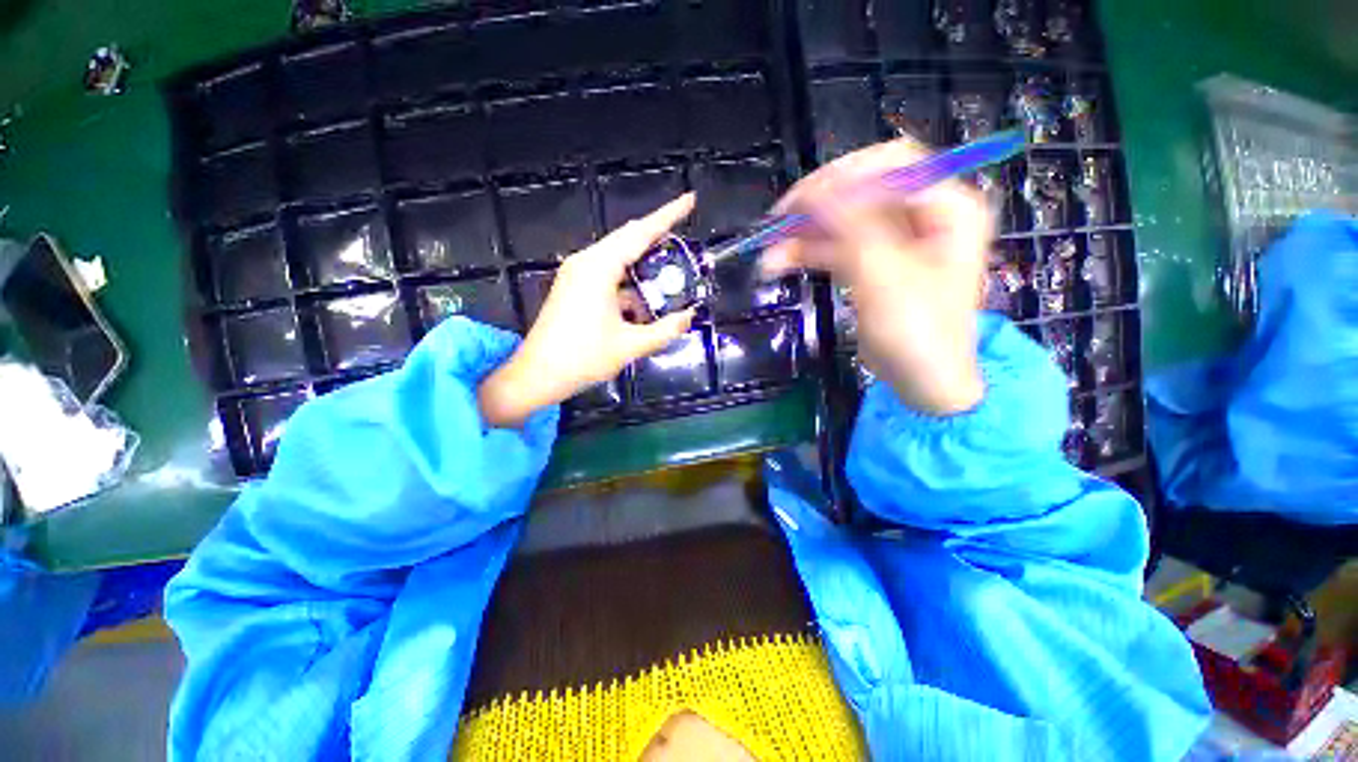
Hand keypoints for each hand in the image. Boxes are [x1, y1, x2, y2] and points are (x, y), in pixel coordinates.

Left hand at [478, 194, 697, 427]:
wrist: (538, 374)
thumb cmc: (583, 358)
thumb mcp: (631, 345)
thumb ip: (665, 329)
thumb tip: (689, 317)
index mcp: (599, 268)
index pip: (640, 233)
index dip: (668, 215)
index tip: (690, 200)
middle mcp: (586, 262)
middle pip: (628, 239)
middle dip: (657, 237)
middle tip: (684, 240)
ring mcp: (577, 274)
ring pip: (618, 257)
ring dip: (643, 262)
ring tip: (670, 270)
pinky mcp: (574, 288)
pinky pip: (608, 273)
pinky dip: (629, 280)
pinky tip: (645, 296)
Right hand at [762, 138, 989, 414]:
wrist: (921, 382)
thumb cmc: (918, 331)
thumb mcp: (886, 275)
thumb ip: (852, 227)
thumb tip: (813, 191)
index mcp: (945, 206)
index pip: (892, 164)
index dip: (845, 175)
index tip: (803, 200)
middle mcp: (920, 215)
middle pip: (861, 190)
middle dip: (817, 205)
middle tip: (778, 220)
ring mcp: (892, 241)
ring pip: (841, 221)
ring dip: (804, 234)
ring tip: (769, 252)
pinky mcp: (870, 264)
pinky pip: (835, 247)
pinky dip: (808, 253)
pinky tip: (779, 262)